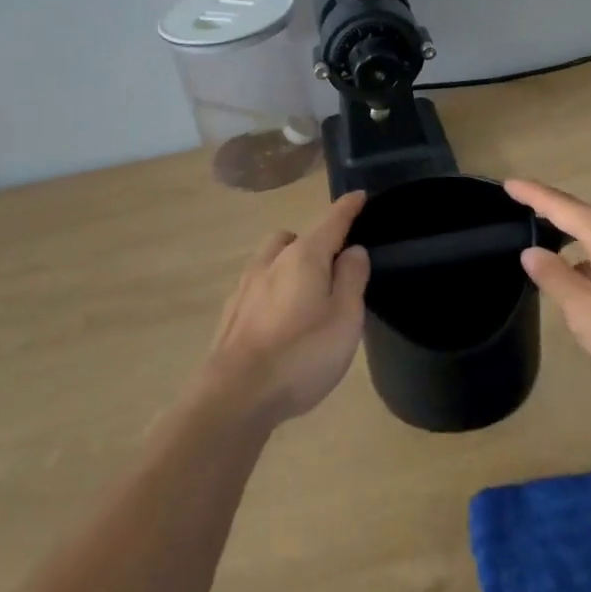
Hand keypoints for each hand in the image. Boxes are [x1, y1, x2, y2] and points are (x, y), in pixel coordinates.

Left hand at [203, 191, 371, 425]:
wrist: (235, 396)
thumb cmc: (301, 354)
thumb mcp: (345, 317)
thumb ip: (351, 278)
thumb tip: (353, 250)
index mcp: (304, 256)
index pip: (332, 221)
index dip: (348, 208)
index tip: (359, 195)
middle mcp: (272, 262)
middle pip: (296, 237)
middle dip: (314, 241)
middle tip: (333, 266)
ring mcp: (246, 287)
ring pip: (271, 260)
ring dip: (289, 265)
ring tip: (305, 293)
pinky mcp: (231, 314)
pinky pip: (257, 287)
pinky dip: (272, 290)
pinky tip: (278, 319)